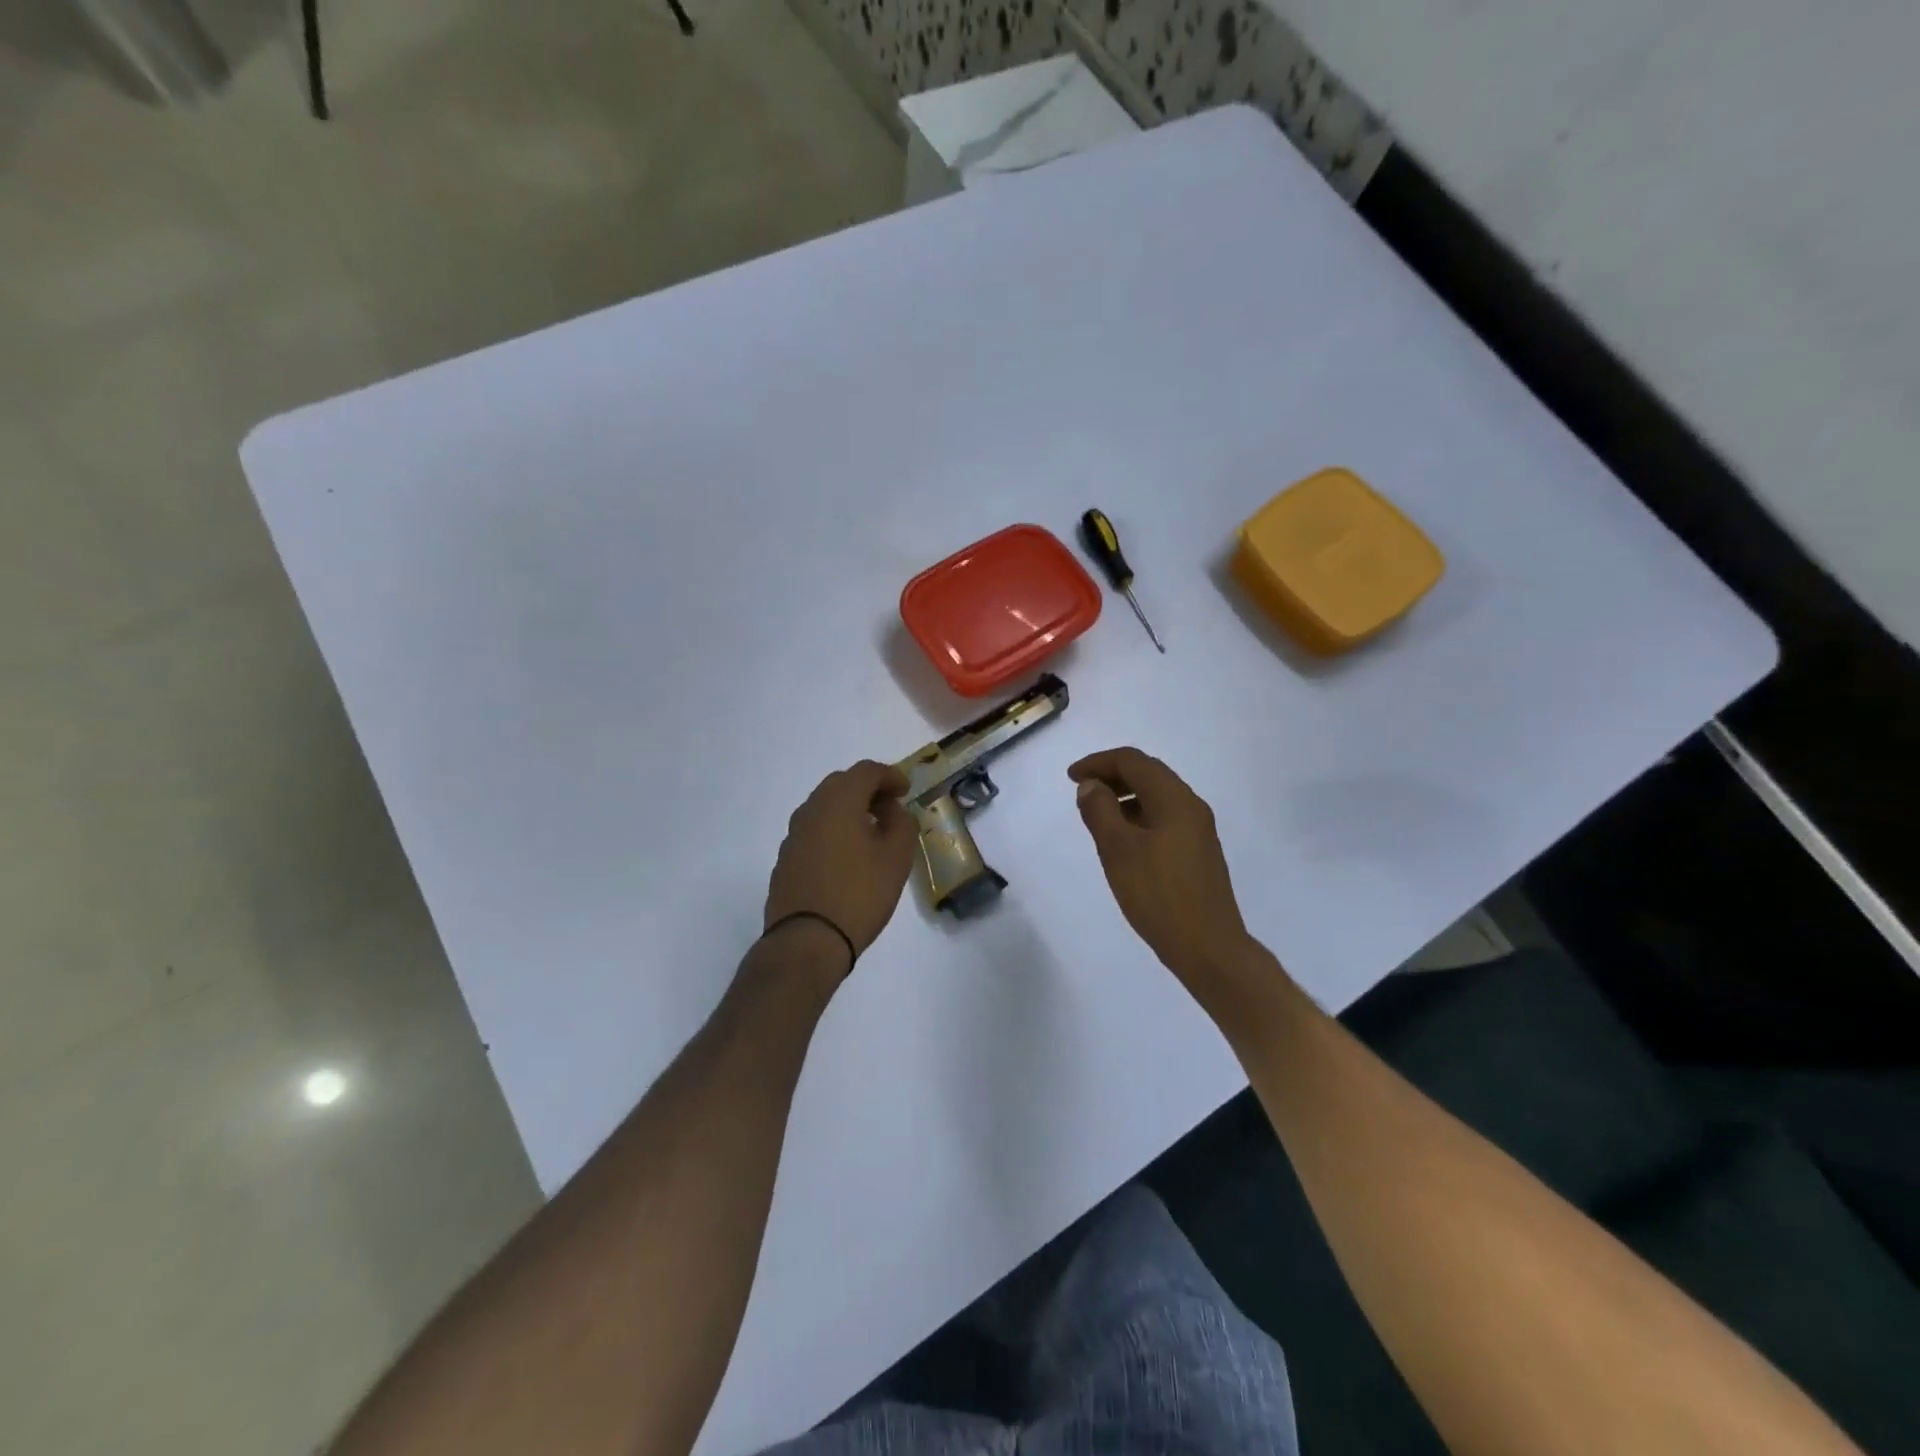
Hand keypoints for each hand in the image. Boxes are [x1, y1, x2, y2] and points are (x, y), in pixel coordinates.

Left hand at [764, 760, 916, 976]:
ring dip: (848, 810)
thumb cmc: (859, 894)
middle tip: (889, 808)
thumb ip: (902, 824)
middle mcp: (811, 810)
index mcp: (839, 802)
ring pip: (824, 807)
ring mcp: (793, 835)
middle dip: (867, 789)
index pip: (866, 771)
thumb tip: (892, 811)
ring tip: (870, 833)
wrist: (807, 941)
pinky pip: (813, 831)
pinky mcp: (785, 859)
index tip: (905, 790)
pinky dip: (833, 831)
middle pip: (841, 784)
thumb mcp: (897, 858)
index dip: (890, 776)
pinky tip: (847, 857)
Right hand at [1069, 748, 1254, 993]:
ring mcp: (1199, 831)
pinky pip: (1164, 818)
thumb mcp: (1118, 850)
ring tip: (1097, 815)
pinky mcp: (1198, 853)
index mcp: (1175, 800)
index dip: (1098, 762)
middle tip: (1081, 790)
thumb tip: (1091, 785)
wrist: (1208, 948)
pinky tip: (1123, 840)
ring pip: (1157, 797)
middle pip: (1149, 774)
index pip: (1133, 761)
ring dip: (1125, 796)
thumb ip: (1100, 811)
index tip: (1070, 777)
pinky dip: (1138, 816)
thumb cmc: (1158, 895)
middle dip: (1112, 775)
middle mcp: (1191, 807)